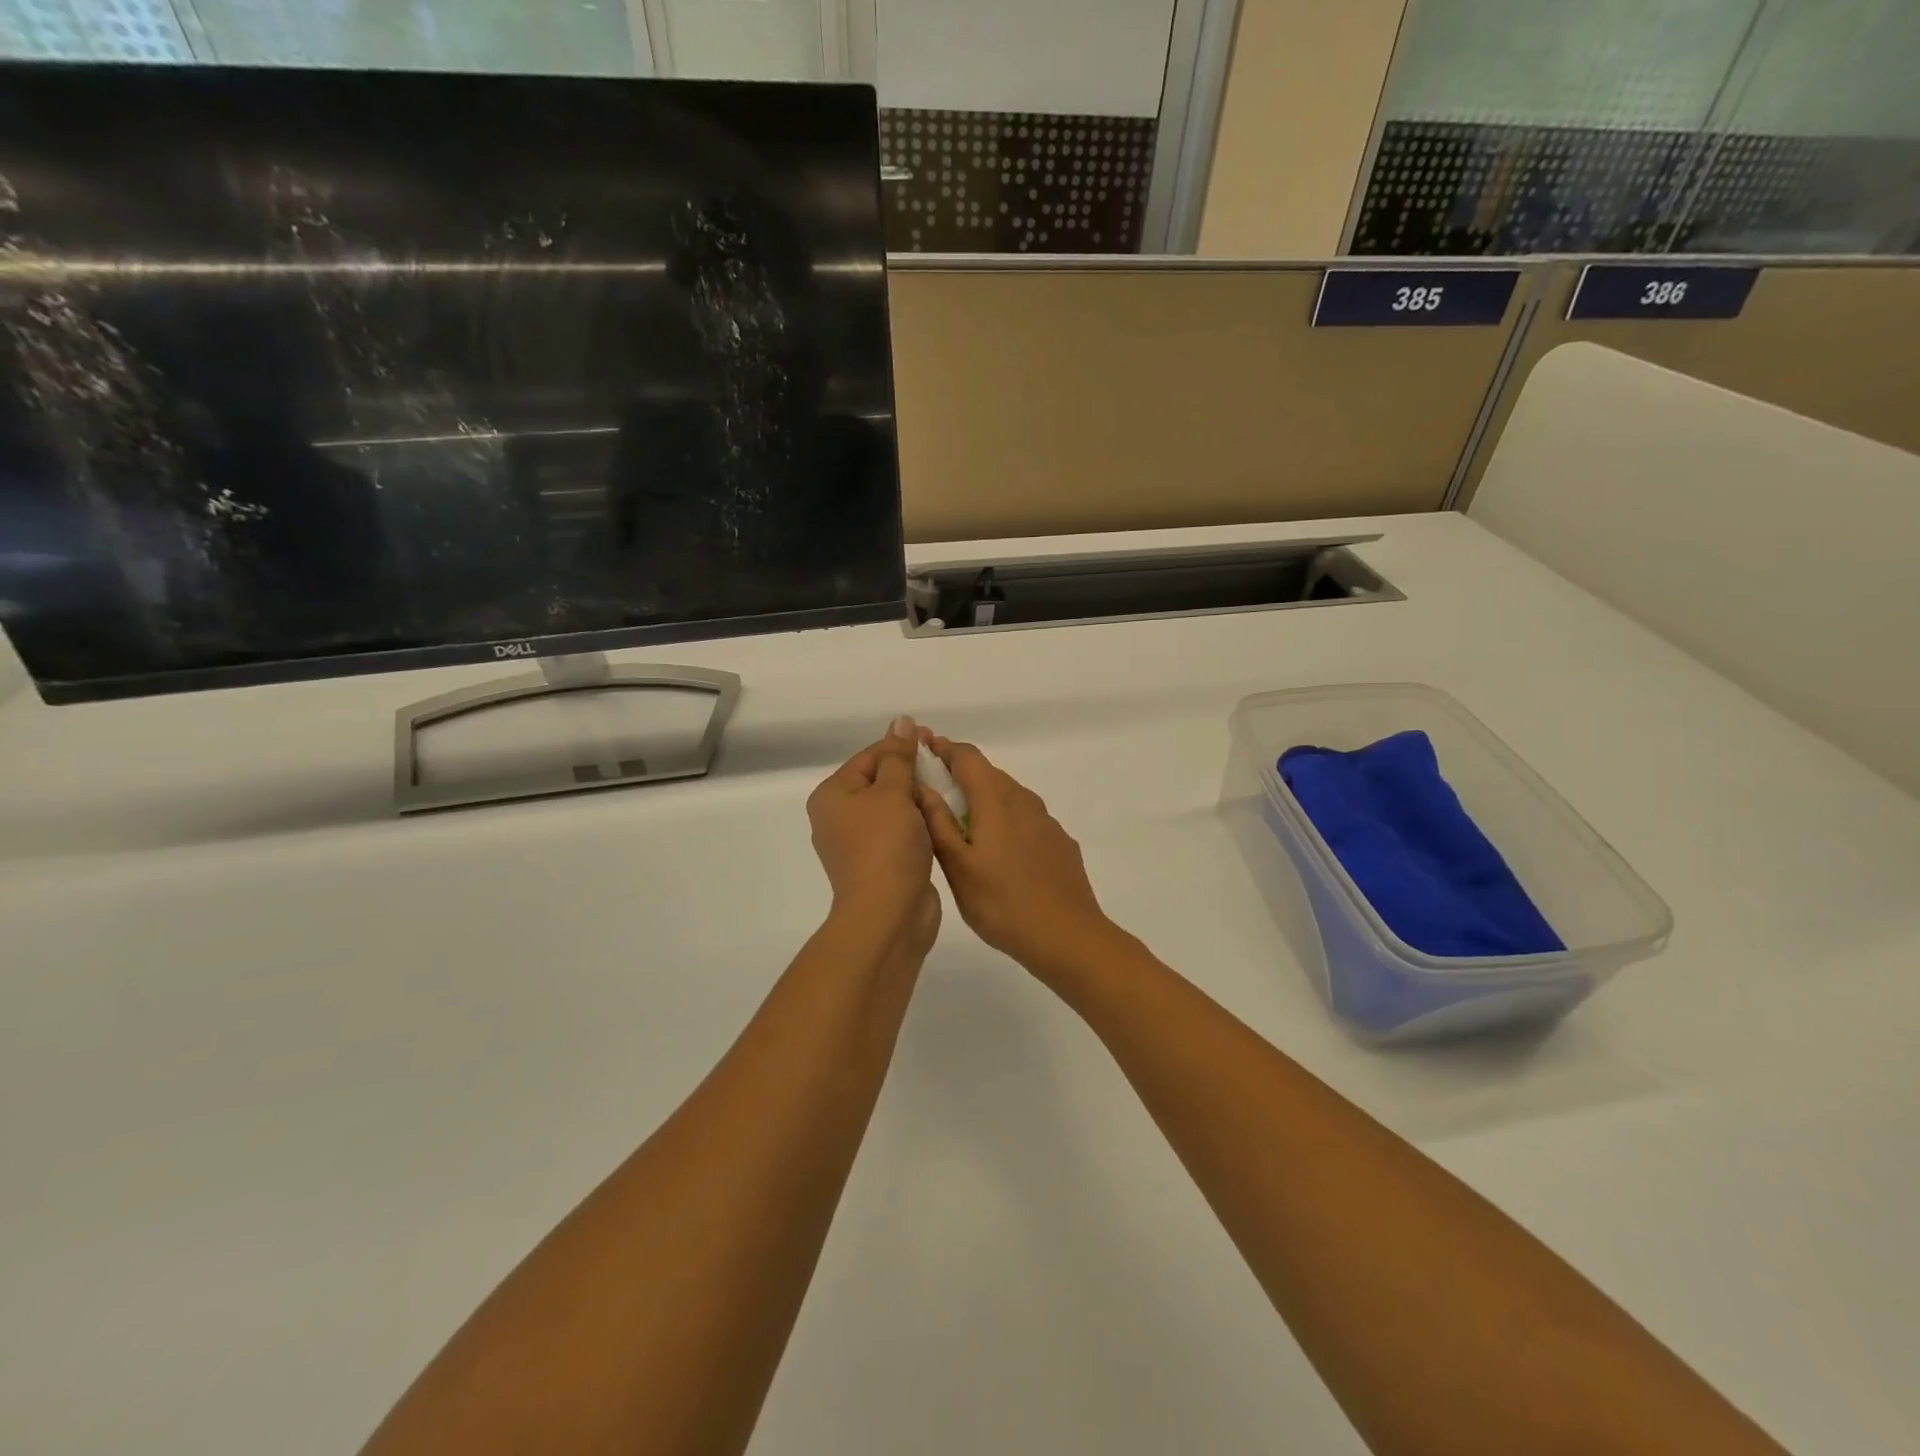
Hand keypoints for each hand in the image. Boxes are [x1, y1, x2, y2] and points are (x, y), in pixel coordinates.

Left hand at [807, 719, 940, 961]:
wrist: (888, 914)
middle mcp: (839, 817)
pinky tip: (941, 820)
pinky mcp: (880, 864)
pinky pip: (900, 832)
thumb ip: (899, 756)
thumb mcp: (893, 792)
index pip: (869, 756)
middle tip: (945, 766)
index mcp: (832, 795)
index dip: (902, 746)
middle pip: (880, 781)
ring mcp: (858, 844)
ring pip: (893, 808)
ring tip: (947, 792)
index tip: (935, 741)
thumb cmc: (886, 846)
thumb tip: (901, 721)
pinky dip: (919, 824)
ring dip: (919, 799)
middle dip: (912, 773)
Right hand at [913, 734, 1115, 975]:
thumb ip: (937, 822)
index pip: (967, 756)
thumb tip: (920, 785)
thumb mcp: (957, 866)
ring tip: (963, 825)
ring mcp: (1046, 821)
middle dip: (961, 775)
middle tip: (934, 791)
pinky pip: (1026, 820)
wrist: (1068, 937)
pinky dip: (1006, 822)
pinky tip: (1000, 852)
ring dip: (984, 799)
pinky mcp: (1060, 843)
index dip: (944, 749)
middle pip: (989, 774)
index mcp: (995, 799)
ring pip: (1009, 797)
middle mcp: (1023, 800)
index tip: (923, 749)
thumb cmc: (1002, 903)